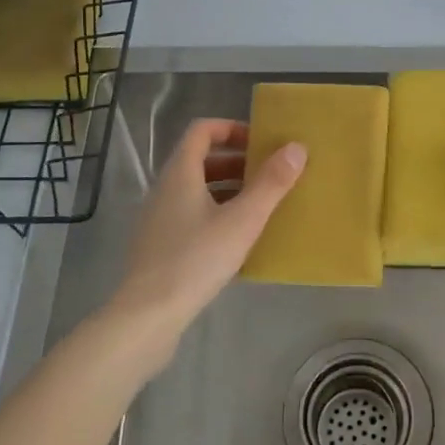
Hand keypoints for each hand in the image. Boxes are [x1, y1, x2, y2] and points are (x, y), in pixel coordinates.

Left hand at [109, 118, 304, 356]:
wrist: (147, 316)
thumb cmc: (196, 259)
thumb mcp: (242, 220)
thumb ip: (271, 183)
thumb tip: (297, 147)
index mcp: (180, 173)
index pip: (202, 131)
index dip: (231, 128)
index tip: (260, 142)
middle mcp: (165, 188)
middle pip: (201, 160)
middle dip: (236, 162)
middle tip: (268, 174)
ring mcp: (159, 218)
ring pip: (197, 190)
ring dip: (228, 189)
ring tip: (260, 205)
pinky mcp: (160, 245)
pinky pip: (191, 215)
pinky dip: (216, 213)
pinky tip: (238, 239)